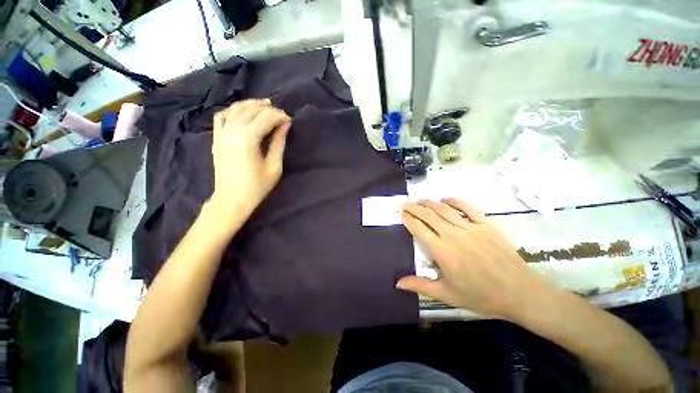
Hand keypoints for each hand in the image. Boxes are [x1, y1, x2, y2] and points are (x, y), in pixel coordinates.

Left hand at [209, 99, 290, 219]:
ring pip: (235, 109)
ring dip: (251, 104)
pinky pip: (221, 116)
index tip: (289, 120)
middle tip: (281, 113)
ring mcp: (221, 133)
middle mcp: (233, 131)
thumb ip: (279, 143)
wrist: (231, 200)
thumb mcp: (274, 166)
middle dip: (268, 108)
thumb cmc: (257, 186)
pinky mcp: (216, 138)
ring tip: (265, 105)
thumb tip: (285, 126)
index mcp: (248, 139)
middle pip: (251, 110)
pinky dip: (233, 110)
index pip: (266, 118)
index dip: (280, 116)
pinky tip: (242, 111)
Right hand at [397, 198, 550, 320]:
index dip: (408, 219)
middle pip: (429, 215)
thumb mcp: (447, 295)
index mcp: (442, 251)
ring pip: (444, 209)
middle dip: (414, 207)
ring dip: (429, 202)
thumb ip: (420, 285)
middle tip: (405, 204)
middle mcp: (453, 235)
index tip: (401, 213)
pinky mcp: (486, 225)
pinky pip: (467, 207)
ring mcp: (471, 228)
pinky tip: (445, 198)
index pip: (419, 229)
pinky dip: (454, 201)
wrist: (520, 293)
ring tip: (420, 200)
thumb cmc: (480, 296)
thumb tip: (397, 283)